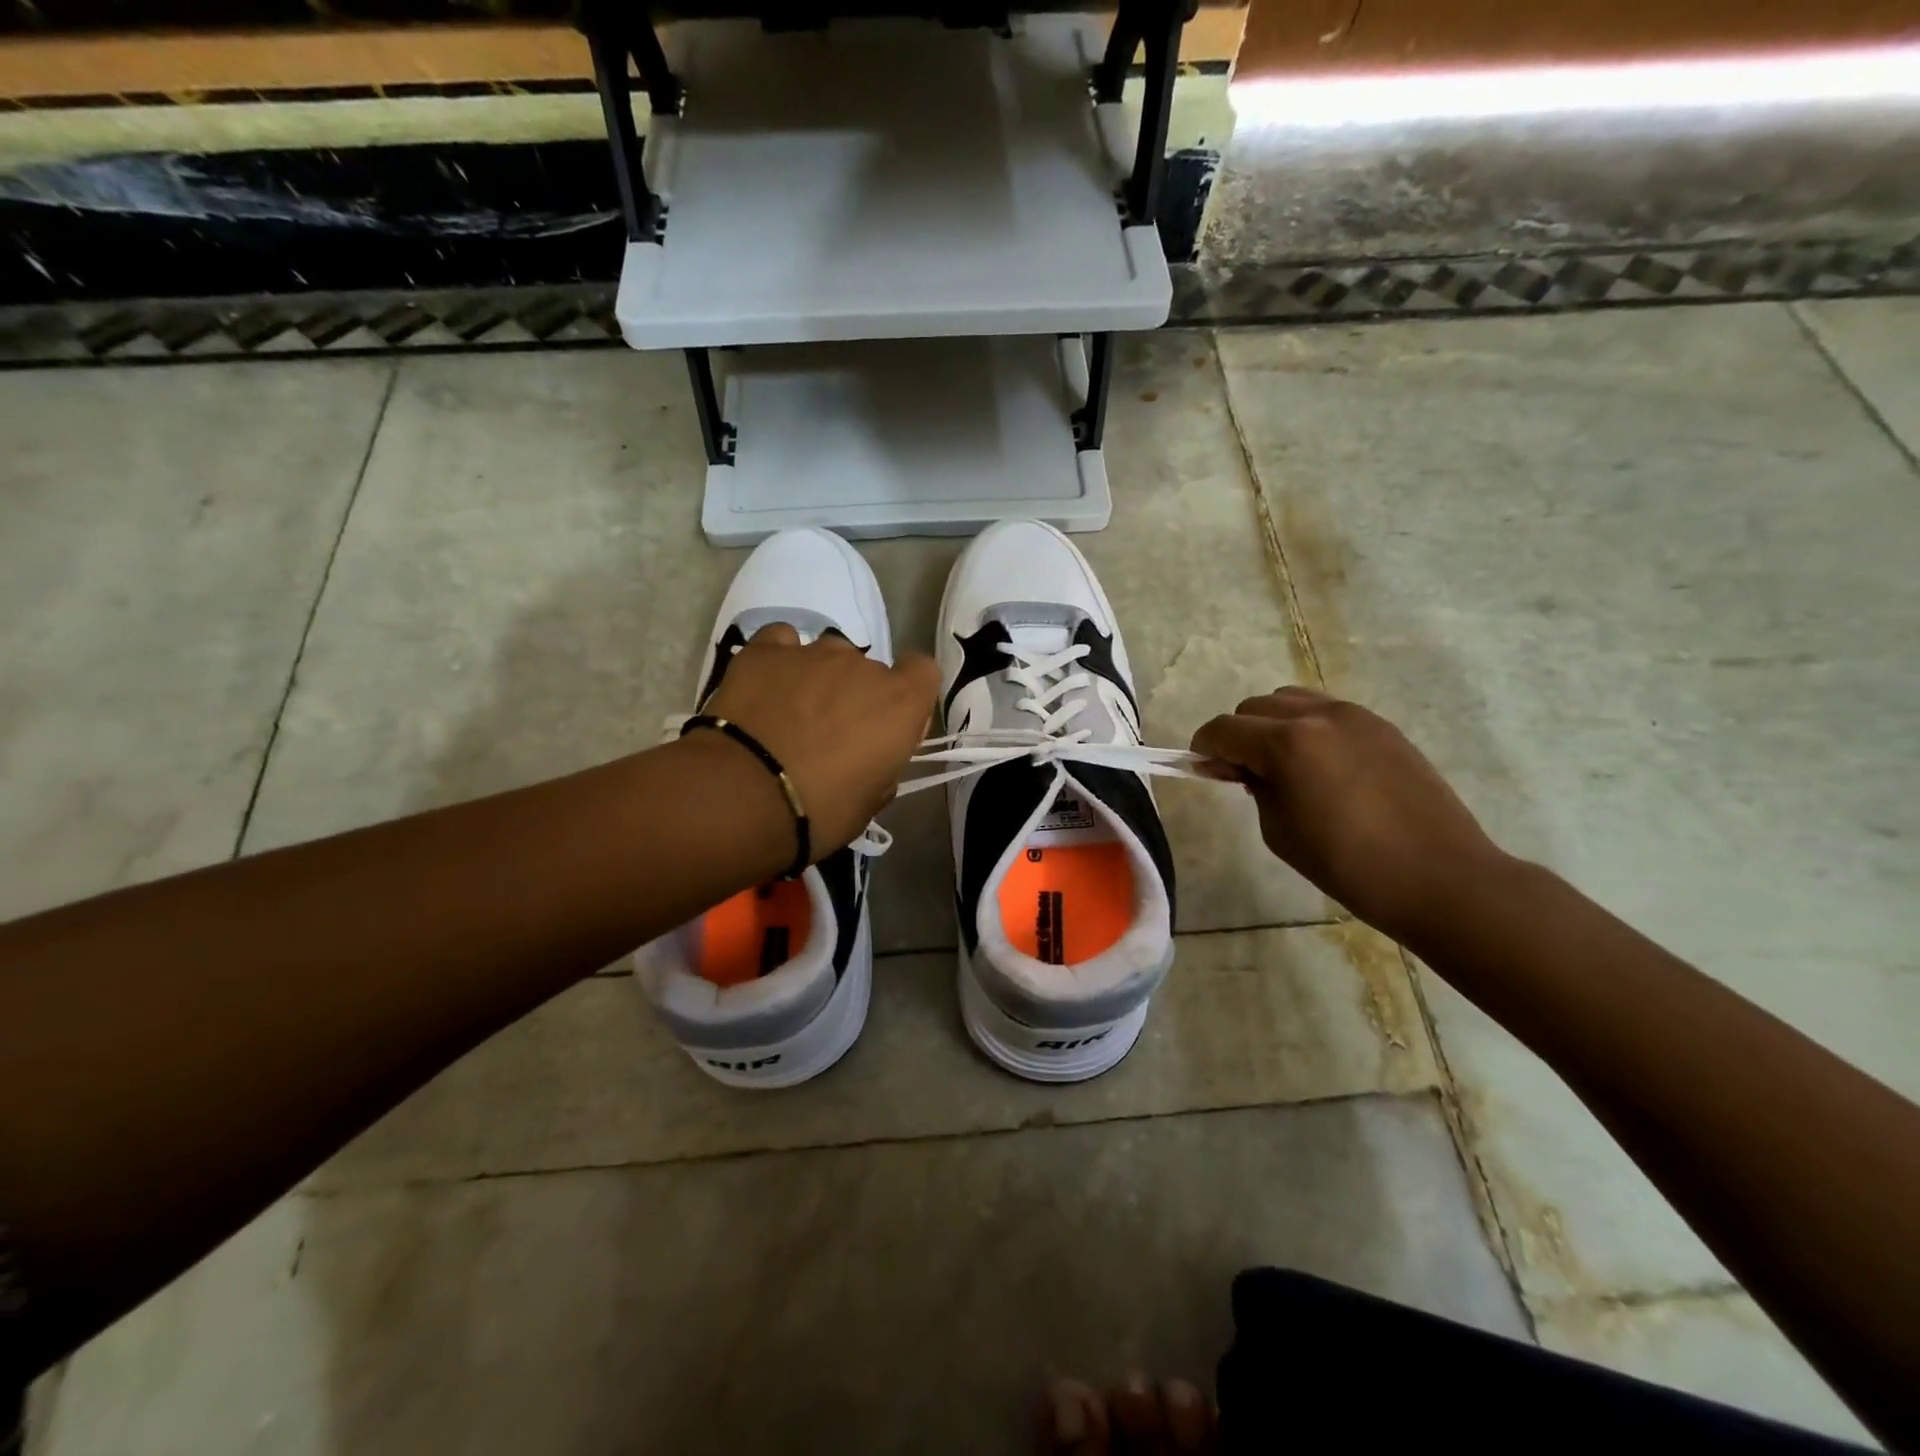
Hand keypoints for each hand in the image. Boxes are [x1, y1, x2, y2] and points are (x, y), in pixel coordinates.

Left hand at [703, 624, 939, 856]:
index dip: (908, 696)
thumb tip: (872, 757)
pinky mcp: (765, 650)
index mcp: (900, 702)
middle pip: (870, 670)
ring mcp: (812, 653)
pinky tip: (767, 687)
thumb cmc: (821, 811)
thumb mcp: (871, 801)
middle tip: (831, 735)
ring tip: (791, 714)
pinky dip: (780, 660)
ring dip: (819, 679)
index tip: (889, 726)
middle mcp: (862, 667)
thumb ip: (883, 767)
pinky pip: (782, 642)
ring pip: (827, 655)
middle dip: (857, 696)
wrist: (744, 797)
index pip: (923, 672)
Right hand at [1190, 688, 1504, 943]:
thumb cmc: (1348, 865)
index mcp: (1287, 744)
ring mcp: (1355, 716)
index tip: (1204, 771)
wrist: (1441, 877)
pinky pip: (1327, 712)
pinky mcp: (1382, 726)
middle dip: (1238, 736)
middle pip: (1254, 707)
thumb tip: (1243, 768)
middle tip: (1246, 775)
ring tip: (1285, 766)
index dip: (1204, 749)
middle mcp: (1318, 716)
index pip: (1223, 730)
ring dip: (1272, 725)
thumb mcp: (1280, 831)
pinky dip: (1308, 728)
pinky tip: (1322, 767)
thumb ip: (1255, 788)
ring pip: (1290, 700)